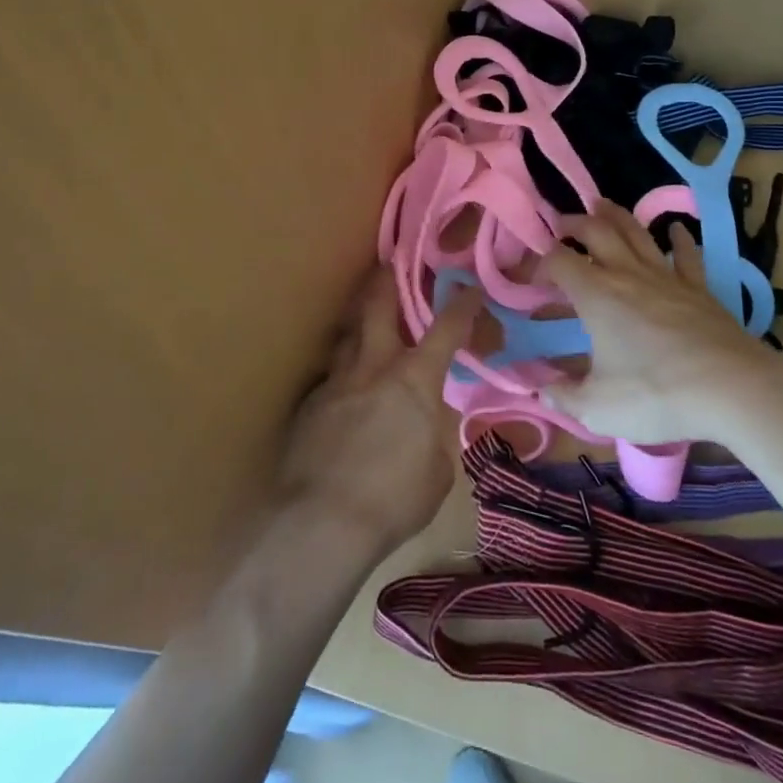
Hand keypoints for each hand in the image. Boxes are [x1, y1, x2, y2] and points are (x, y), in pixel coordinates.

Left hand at [276, 269, 481, 557]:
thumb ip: (435, 434)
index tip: (472, 288)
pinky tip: (343, 390)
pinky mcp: (310, 405)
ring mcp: (337, 381)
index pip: (446, 329)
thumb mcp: (437, 470)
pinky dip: (343, 374)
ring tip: (363, 315)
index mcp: (414, 379)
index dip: (463, 305)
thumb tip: (427, 424)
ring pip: (348, 335)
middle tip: (392, 261)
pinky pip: (331, 377)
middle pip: (379, 307)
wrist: (322, 521)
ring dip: (359, 320)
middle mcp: (374, 366)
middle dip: (388, 280)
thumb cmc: (394, 498)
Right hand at [536, 203, 782, 443]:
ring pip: (636, 232)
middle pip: (596, 231)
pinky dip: (678, 239)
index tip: (530, 279)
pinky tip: (676, 229)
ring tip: (601, 205)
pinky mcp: (698, 287)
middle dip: (573, 223)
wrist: (731, 388)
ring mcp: (665, 276)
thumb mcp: (598, 408)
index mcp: (596, 295)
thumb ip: (564, 396)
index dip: (539, 263)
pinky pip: (685, 254)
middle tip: (561, 223)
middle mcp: (627, 274)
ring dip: (615, 215)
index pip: (558, 261)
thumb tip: (539, 388)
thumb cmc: (656, 394)